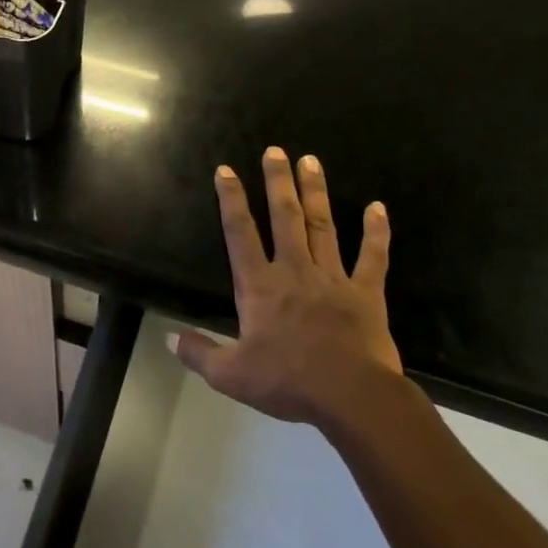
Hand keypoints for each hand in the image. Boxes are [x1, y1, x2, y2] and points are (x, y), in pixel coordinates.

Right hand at [173, 148, 408, 438]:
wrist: (351, 397)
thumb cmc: (287, 381)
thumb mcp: (230, 374)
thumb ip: (199, 353)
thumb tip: (170, 337)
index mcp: (260, 286)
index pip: (240, 234)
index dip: (231, 200)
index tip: (227, 170)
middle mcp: (294, 271)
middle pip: (284, 217)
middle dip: (277, 182)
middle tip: (275, 150)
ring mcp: (333, 279)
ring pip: (322, 226)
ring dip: (315, 192)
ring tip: (311, 160)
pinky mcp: (366, 293)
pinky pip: (372, 257)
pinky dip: (376, 232)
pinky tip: (377, 207)